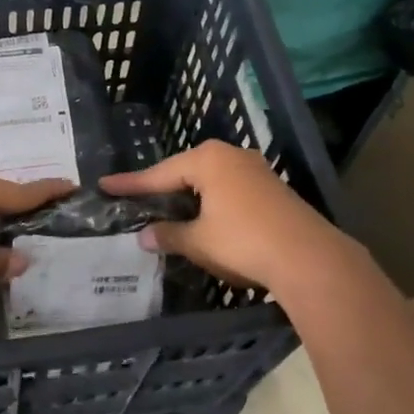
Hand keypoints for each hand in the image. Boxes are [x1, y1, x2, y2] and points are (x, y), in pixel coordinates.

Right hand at [99, 141, 361, 292]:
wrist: (308, 258)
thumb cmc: (243, 241)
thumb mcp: (198, 241)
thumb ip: (168, 235)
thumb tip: (144, 235)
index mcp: (208, 160)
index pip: (159, 173)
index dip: (131, 184)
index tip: (105, 185)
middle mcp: (232, 156)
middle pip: (186, 171)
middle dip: (162, 187)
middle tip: (136, 198)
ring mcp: (256, 170)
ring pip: (211, 181)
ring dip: (189, 196)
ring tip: (167, 208)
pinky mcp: (273, 190)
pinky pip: (230, 190)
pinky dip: (211, 203)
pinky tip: (205, 218)